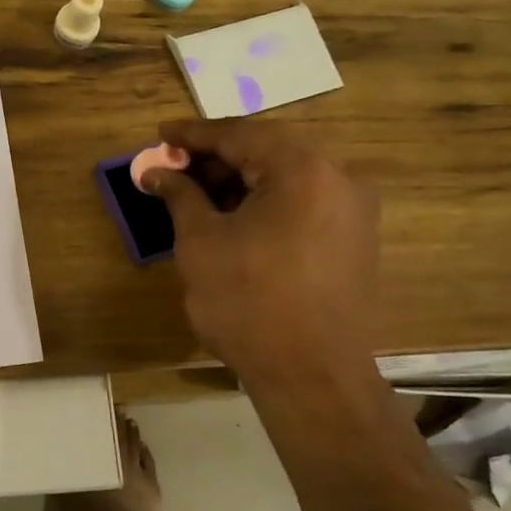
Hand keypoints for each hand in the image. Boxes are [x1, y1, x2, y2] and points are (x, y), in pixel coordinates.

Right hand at [141, 119, 382, 403]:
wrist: (311, 375)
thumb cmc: (248, 301)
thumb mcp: (201, 242)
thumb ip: (180, 195)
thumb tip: (156, 171)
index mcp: (303, 169)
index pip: (240, 135)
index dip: (193, 135)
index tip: (159, 134)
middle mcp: (339, 179)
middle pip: (267, 151)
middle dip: (215, 158)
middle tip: (173, 166)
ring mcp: (353, 211)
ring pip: (286, 178)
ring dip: (239, 181)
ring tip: (194, 193)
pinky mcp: (354, 241)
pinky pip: (303, 203)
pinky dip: (264, 202)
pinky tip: (231, 217)